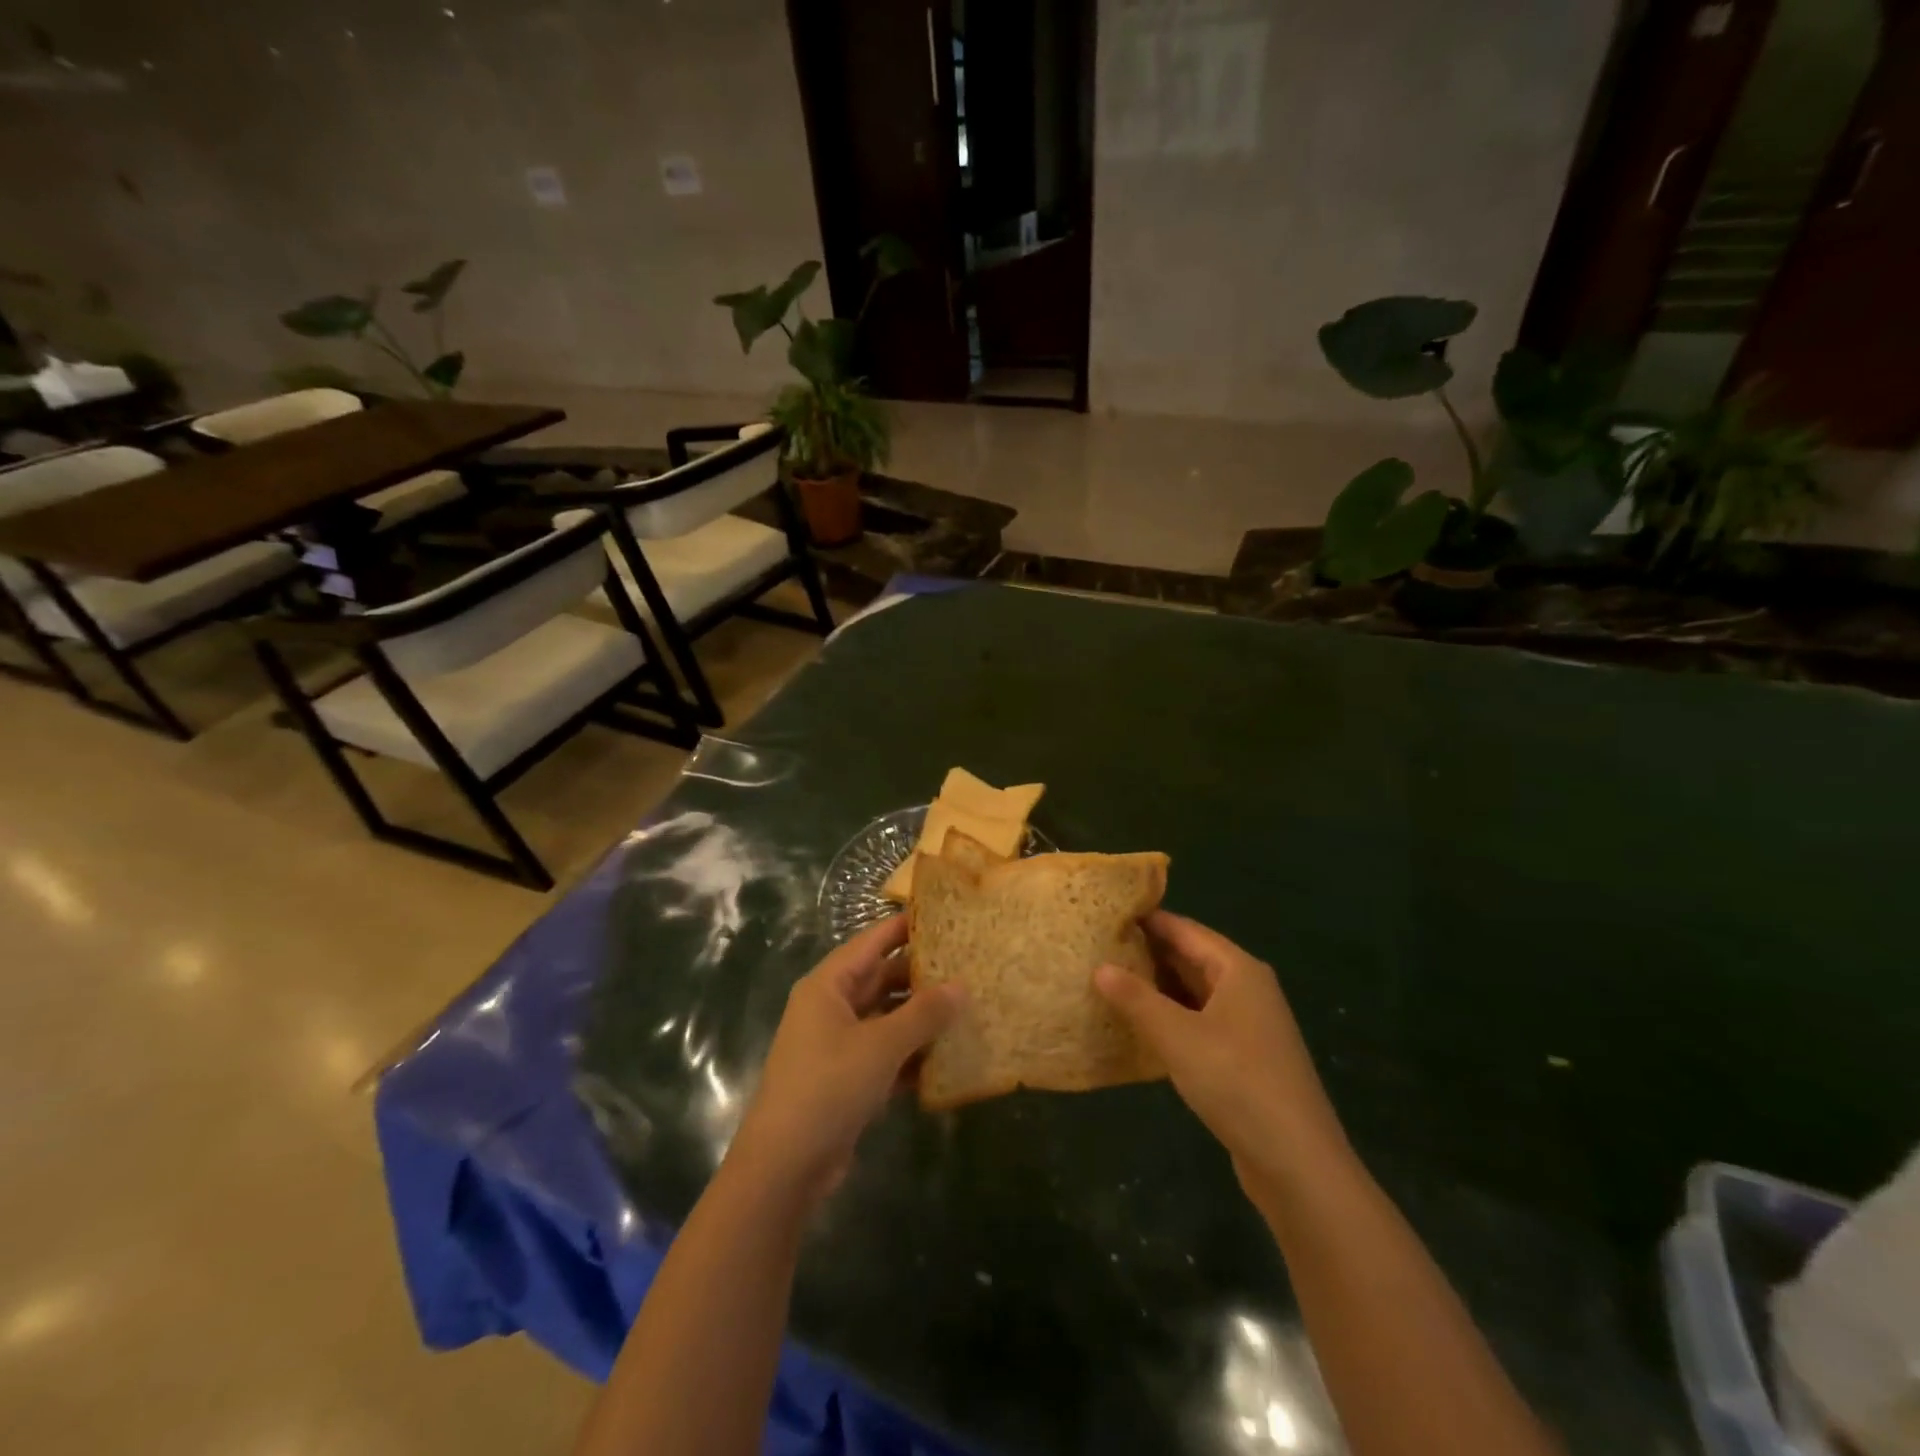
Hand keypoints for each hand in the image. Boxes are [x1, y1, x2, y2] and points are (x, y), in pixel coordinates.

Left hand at [728, 916, 962, 1205]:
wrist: (784, 1167)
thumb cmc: (828, 1088)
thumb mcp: (881, 1045)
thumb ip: (924, 1014)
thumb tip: (962, 985)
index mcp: (828, 986)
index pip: (872, 942)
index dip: (905, 927)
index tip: (945, 917)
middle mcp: (831, 1008)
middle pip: (882, 979)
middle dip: (922, 975)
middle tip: (968, 966)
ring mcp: (839, 1045)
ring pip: (888, 1018)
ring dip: (922, 1017)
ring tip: (969, 1007)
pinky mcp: (848, 1079)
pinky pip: (887, 1054)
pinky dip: (913, 1054)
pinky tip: (950, 1058)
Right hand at [1093, 911, 1352, 1202]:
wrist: (1297, 1163)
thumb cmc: (1237, 1082)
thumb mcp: (1178, 1036)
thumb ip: (1136, 999)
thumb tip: (1099, 967)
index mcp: (1238, 970)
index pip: (1185, 930)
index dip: (1147, 920)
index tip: (1105, 915)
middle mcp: (1247, 989)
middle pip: (1191, 958)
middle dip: (1147, 953)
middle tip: (1097, 947)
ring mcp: (1248, 1025)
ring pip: (1194, 992)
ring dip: (1157, 988)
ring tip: (1108, 981)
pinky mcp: (1244, 1058)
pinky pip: (1200, 1022)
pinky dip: (1171, 1018)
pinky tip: (1139, 1026)